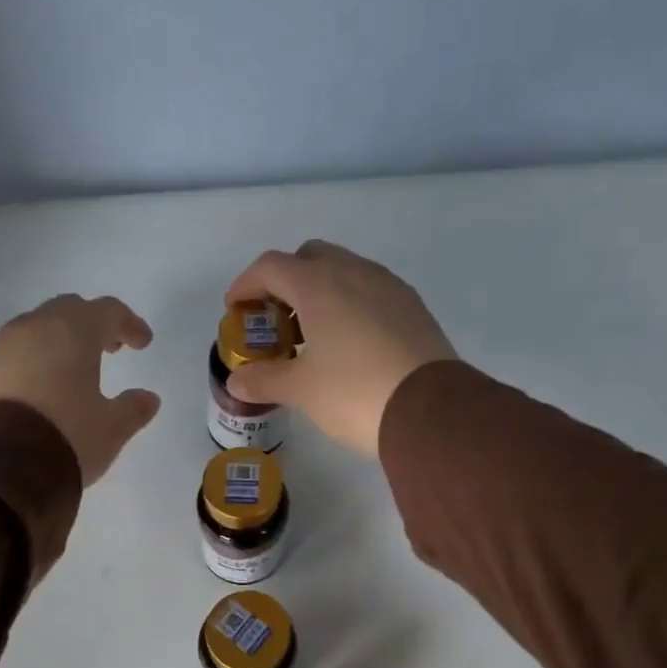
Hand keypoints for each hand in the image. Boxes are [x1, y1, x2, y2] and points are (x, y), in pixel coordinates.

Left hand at [0, 294, 161, 484]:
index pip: (108, 311)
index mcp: (73, 332)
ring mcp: (0, 346)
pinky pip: (11, 354)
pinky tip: (38, 390)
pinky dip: (31, 362)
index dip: (129, 324)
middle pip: (68, 311)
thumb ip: (132, 409)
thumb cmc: (66, 437)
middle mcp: (34, 327)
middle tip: (108, 350)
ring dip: (57, 344)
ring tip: (71, 372)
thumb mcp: (111, 429)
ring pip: (35, 330)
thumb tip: (148, 398)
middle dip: (91, 326)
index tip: (142, 343)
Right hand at [222, 241, 455, 456]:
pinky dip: (349, 304)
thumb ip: (264, 380)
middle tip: (276, 319)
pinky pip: (370, 291)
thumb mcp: (301, 390)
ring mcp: (388, 286)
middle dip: (285, 281)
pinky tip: (348, 343)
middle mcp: (354, 272)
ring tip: (311, 334)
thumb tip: (236, 382)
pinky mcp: (412, 307)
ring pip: (344, 271)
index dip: (246, 284)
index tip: (236, 310)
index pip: (271, 266)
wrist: (430, 410)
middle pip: (309, 257)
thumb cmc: (354, 393)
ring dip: (320, 291)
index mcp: (319, 284)